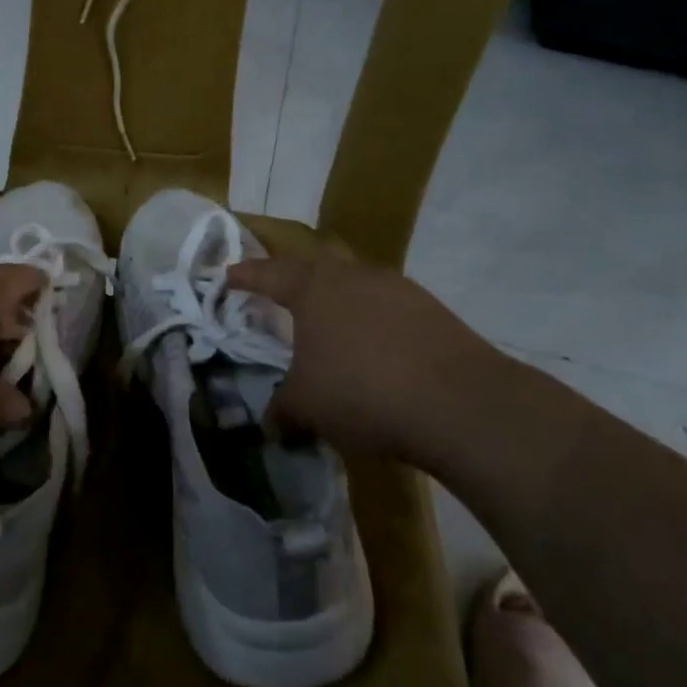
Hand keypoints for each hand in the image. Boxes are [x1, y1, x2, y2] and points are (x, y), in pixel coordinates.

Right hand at [227, 257, 513, 465]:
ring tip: (329, 325)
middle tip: (280, 292)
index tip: (228, 275)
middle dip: (294, 275)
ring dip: (338, 298)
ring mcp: (396, 287)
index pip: (268, 273)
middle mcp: (352, 276)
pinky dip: (372, 319)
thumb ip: (282, 409)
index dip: (245, 275)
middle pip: (315, 263)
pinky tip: (375, 348)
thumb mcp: (307, 407)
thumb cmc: (362, 392)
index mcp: (313, 288)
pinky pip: (387, 304)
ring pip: (355, 281)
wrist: (458, 402)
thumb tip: (273, 423)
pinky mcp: (431, 308)